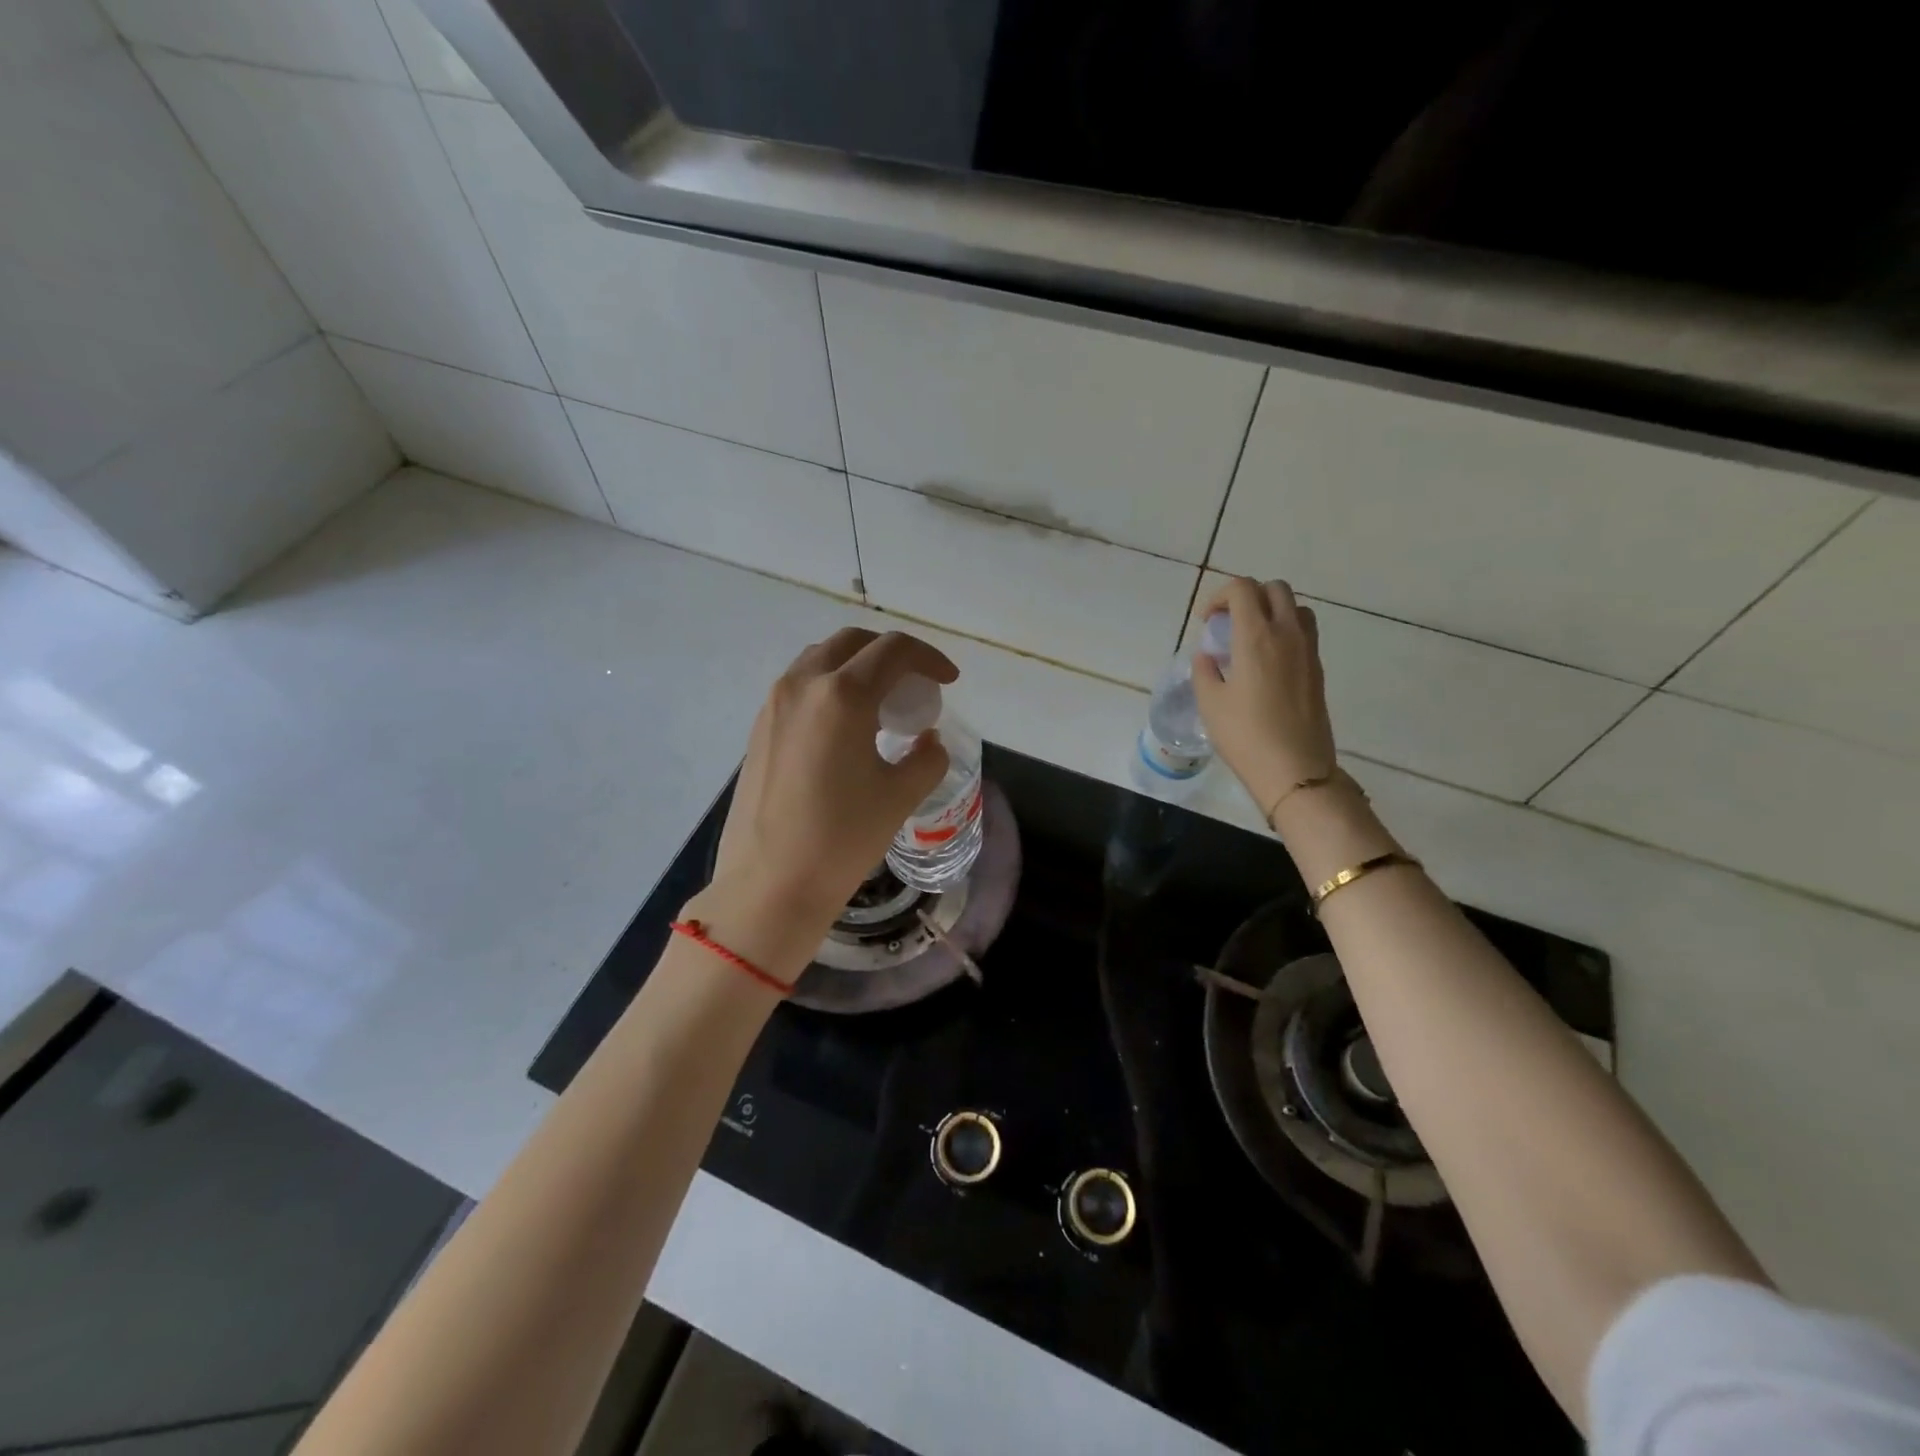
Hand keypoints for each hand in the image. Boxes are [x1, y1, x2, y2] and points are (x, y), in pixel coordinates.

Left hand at [695, 628, 957, 981]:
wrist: (769, 885)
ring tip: (881, 704)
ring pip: (821, 659)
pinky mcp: (758, 728)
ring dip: (857, 667)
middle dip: (891, 654)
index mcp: (842, 695)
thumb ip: (926, 758)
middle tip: (915, 685)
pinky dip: (830, 687)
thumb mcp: (899, 796)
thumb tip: (927, 740)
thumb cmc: (841, 839)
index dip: (929, 658)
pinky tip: (845, 727)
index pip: (894, 651)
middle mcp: (803, 685)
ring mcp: (774, 704)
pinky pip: (800, 686)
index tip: (948, 680)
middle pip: (853, 643)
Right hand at [1192, 578, 1337, 815]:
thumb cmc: (1245, 735)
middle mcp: (1287, 634)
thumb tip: (1208, 656)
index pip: (1242, 589)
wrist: (1295, 768)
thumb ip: (1204, 670)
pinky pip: (1304, 632)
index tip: (1206, 621)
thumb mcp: (1210, 703)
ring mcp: (1308, 650)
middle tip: (1228, 623)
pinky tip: (1267, 661)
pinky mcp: (1317, 668)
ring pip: (1294, 607)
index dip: (1219, 596)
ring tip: (1251, 637)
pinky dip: (1284, 631)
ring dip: (1271, 610)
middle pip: (1274, 588)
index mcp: (1256, 637)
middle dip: (1247, 596)